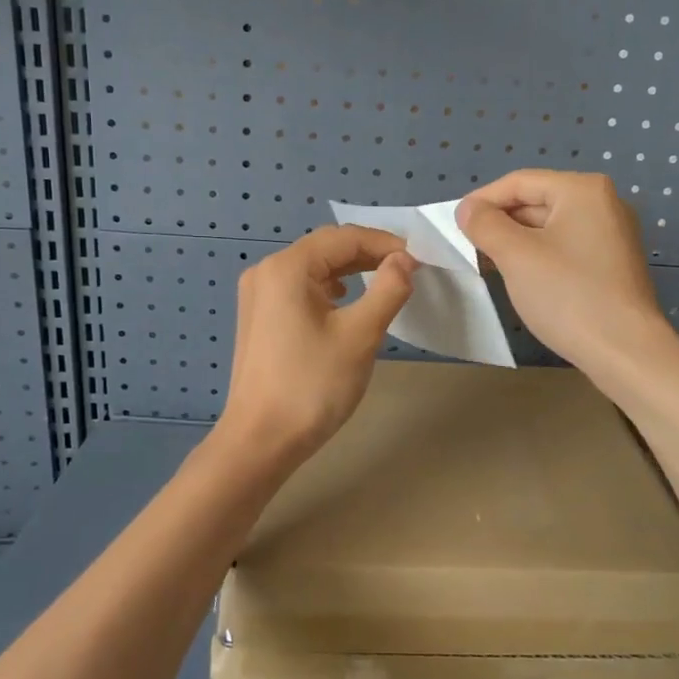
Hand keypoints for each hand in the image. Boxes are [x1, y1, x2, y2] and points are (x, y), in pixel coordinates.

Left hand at [218, 225, 416, 464]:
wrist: (260, 441)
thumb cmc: (312, 385)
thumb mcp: (360, 335)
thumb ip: (388, 289)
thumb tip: (405, 259)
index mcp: (287, 267)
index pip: (344, 237)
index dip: (385, 243)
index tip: (420, 260)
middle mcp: (266, 271)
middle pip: (326, 249)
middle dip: (368, 255)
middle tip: (408, 270)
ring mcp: (258, 296)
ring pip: (313, 269)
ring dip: (350, 271)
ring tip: (385, 282)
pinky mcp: (259, 318)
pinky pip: (300, 289)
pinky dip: (329, 290)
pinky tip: (346, 302)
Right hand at [456, 170, 671, 374]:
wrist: (625, 351)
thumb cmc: (568, 295)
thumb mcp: (516, 256)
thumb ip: (485, 225)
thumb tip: (467, 209)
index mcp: (582, 190)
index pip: (519, 182)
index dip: (482, 200)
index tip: (454, 224)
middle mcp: (603, 203)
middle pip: (537, 201)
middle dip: (500, 222)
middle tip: (468, 246)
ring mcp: (612, 234)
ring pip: (550, 227)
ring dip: (516, 241)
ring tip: (488, 263)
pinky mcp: (613, 263)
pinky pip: (566, 247)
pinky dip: (539, 255)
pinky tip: (520, 277)